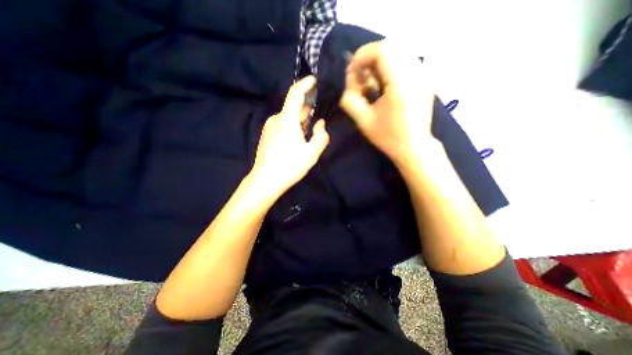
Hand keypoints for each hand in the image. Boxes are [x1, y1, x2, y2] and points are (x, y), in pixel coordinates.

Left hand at [249, 75, 331, 199]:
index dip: (305, 84)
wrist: (265, 180)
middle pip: (293, 108)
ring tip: (306, 138)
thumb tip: (320, 124)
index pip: (295, 94)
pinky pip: (282, 125)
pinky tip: (295, 143)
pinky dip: (292, 128)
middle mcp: (276, 119)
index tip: (313, 80)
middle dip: (306, 112)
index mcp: (287, 120)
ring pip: (288, 118)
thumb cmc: (290, 166)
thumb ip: (321, 136)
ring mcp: (269, 127)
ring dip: (299, 122)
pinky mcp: (267, 135)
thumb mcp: (312, 153)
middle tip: (316, 124)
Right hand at [341, 40, 440, 167]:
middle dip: (370, 59)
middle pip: (391, 47)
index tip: (353, 73)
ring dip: (379, 63)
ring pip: (399, 52)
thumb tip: (349, 81)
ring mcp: (423, 75)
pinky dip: (390, 67)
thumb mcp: (363, 121)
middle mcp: (415, 73)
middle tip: (360, 78)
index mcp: (400, 84)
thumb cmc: (388, 137)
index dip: (362, 56)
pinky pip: (405, 62)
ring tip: (371, 83)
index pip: (382, 51)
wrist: (414, 147)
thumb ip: (350, 99)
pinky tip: (383, 85)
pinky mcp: (424, 80)